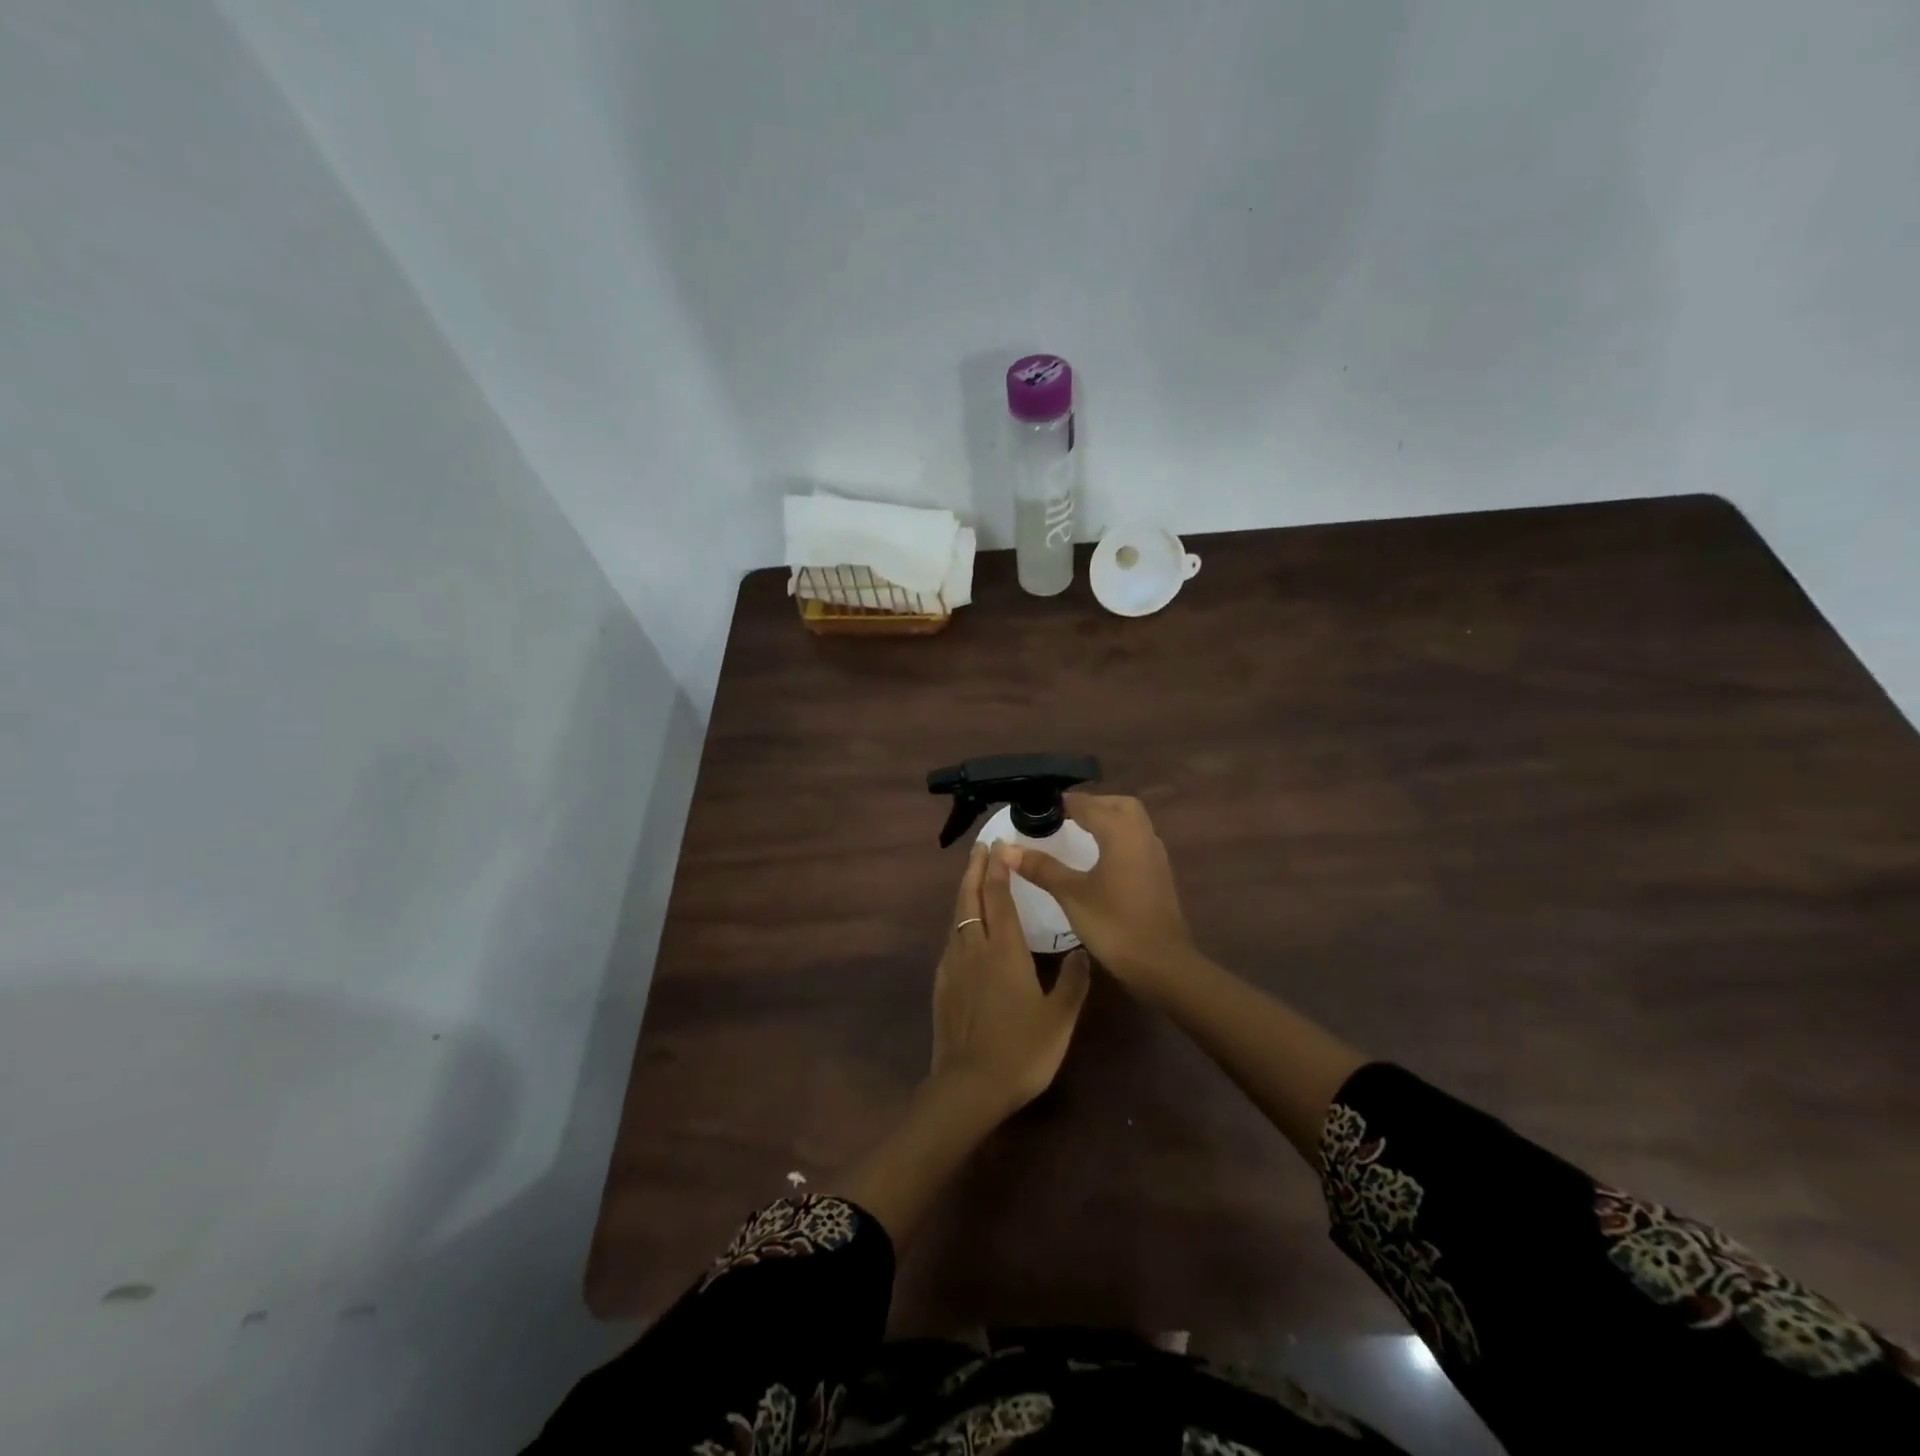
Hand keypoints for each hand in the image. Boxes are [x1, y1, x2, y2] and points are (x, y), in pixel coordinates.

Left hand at [932, 842, 1091, 1114]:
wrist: (968, 1087)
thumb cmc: (1021, 1050)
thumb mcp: (1060, 1018)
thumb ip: (1072, 982)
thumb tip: (1079, 951)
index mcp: (1004, 950)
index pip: (999, 897)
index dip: (999, 868)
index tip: (999, 845)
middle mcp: (974, 948)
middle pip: (970, 897)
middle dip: (975, 869)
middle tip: (981, 847)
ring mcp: (953, 965)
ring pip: (957, 916)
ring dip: (965, 891)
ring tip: (973, 877)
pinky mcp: (941, 984)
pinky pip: (950, 940)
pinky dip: (959, 920)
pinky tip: (964, 928)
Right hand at [1002, 793, 1197, 998]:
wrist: (1161, 964)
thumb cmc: (1114, 924)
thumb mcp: (1071, 894)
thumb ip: (1041, 867)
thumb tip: (1005, 848)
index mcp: (1121, 832)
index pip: (1088, 804)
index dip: (1062, 803)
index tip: (1038, 808)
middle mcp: (1142, 835)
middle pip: (1117, 805)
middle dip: (1091, 805)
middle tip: (1063, 817)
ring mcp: (1155, 855)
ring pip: (1131, 822)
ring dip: (1107, 820)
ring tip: (1077, 834)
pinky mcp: (1159, 874)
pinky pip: (1136, 841)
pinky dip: (1117, 839)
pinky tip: (1099, 859)